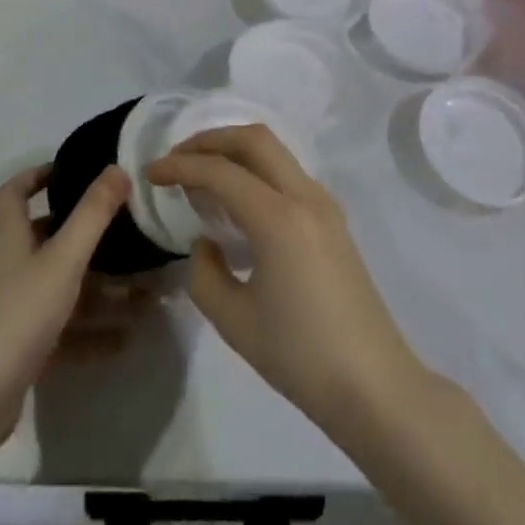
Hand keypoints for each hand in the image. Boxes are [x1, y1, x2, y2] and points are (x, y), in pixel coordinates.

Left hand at [0, 163, 131, 445]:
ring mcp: (17, 313)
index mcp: (12, 240)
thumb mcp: (62, 259)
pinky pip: (67, 332)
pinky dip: (95, 333)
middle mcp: (12, 270)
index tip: (70, 169)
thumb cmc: (17, 316)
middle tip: (128, 232)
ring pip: (65, 290)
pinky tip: (127, 339)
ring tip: (146, 292)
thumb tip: (117, 167)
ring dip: (104, 290)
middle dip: (89, 237)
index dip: (36, 176)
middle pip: (48, 241)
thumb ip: (92, 215)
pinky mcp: (25, 351)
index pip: (14, 194)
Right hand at [147, 125, 427, 425]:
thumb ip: (205, 273)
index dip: (180, 167)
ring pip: (275, 152)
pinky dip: (256, 171)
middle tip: (177, 159)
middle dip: (210, 140)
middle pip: (254, 139)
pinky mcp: (333, 220)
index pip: (220, 171)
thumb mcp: (235, 321)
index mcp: (278, 216)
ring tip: (202, 176)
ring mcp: (324, 205)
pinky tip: (237, 201)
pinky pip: (288, 175)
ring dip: (235, 152)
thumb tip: (206, 243)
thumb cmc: (300, 356)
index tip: (150, 173)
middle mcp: (304, 196)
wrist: (374, 385)